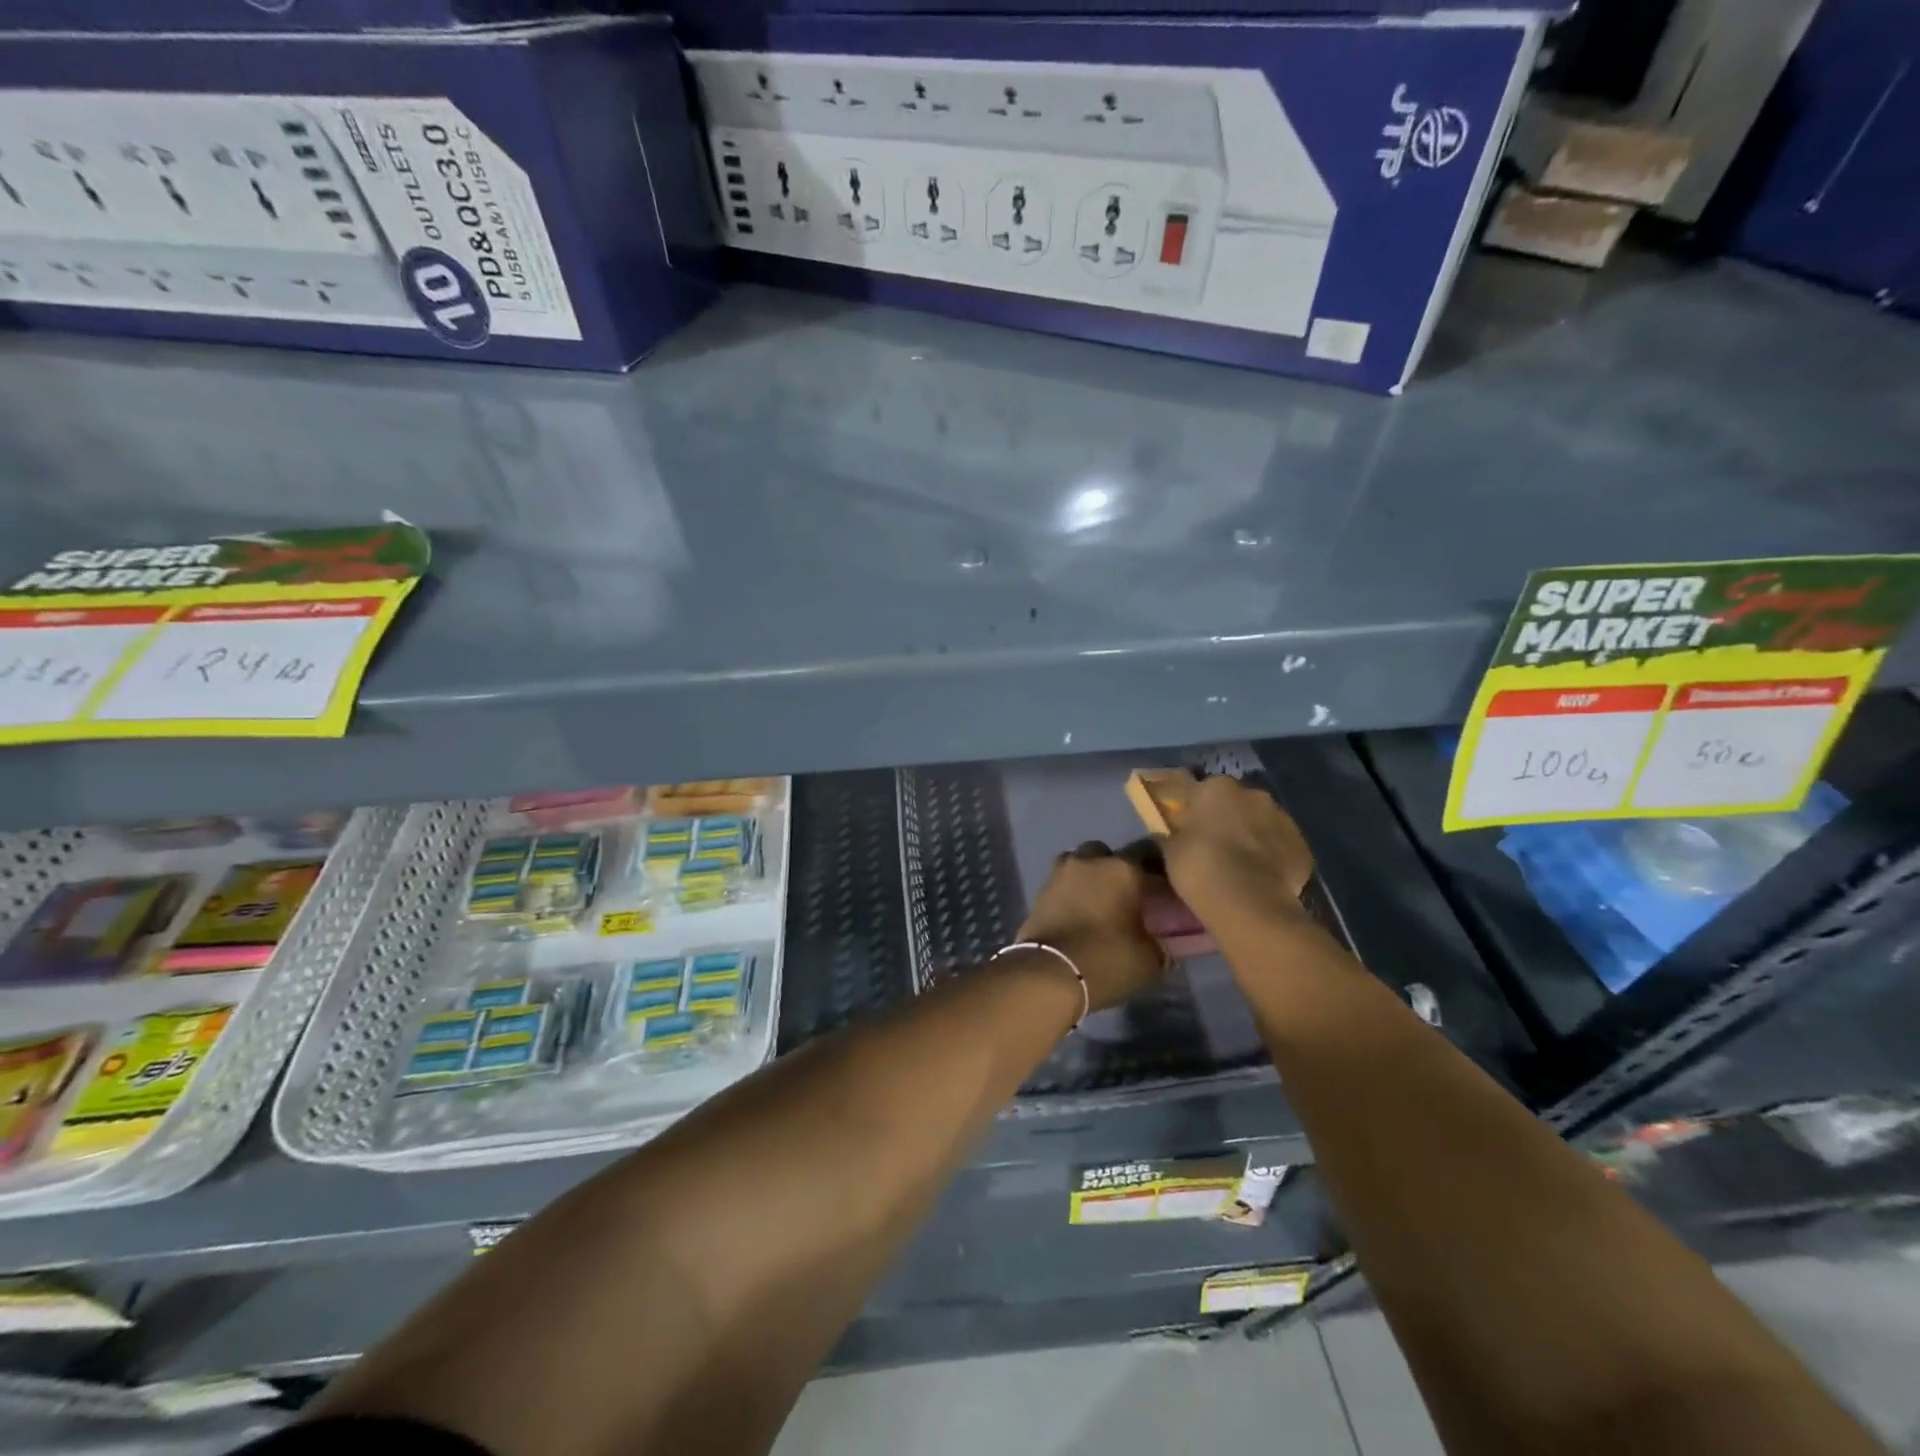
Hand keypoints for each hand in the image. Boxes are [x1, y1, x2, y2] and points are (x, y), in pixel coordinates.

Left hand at [1016, 842, 1169, 1012]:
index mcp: (1123, 869)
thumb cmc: (1106, 960)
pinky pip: (1062, 884)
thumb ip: (1160, 944)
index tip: (1162, 891)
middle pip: (1106, 854)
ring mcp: (1060, 873)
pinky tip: (1078, 914)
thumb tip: (1162, 944)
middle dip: (1114, 869)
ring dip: (1088, 878)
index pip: (1148, 856)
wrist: (1048, 973)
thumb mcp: (1149, 960)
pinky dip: (1070, 894)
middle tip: (1125, 895)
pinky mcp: (1039, 891)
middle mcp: (1090, 861)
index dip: (1155, 873)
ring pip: (1079, 865)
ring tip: (1098, 904)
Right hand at [1159, 775, 1314, 934]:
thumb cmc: (1200, 868)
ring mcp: (1282, 818)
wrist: (1249, 903)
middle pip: (1235, 802)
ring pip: (1261, 821)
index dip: (1193, 808)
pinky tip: (1260, 876)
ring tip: (1239, 863)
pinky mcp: (1302, 846)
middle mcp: (1252, 794)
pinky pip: (1280, 845)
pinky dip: (1271, 855)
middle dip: (1225, 817)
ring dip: (1251, 834)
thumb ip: (1170, 834)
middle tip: (1213, 843)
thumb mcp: (1170, 850)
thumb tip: (1165, 832)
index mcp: (1216, 788)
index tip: (1187, 826)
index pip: (1199, 789)